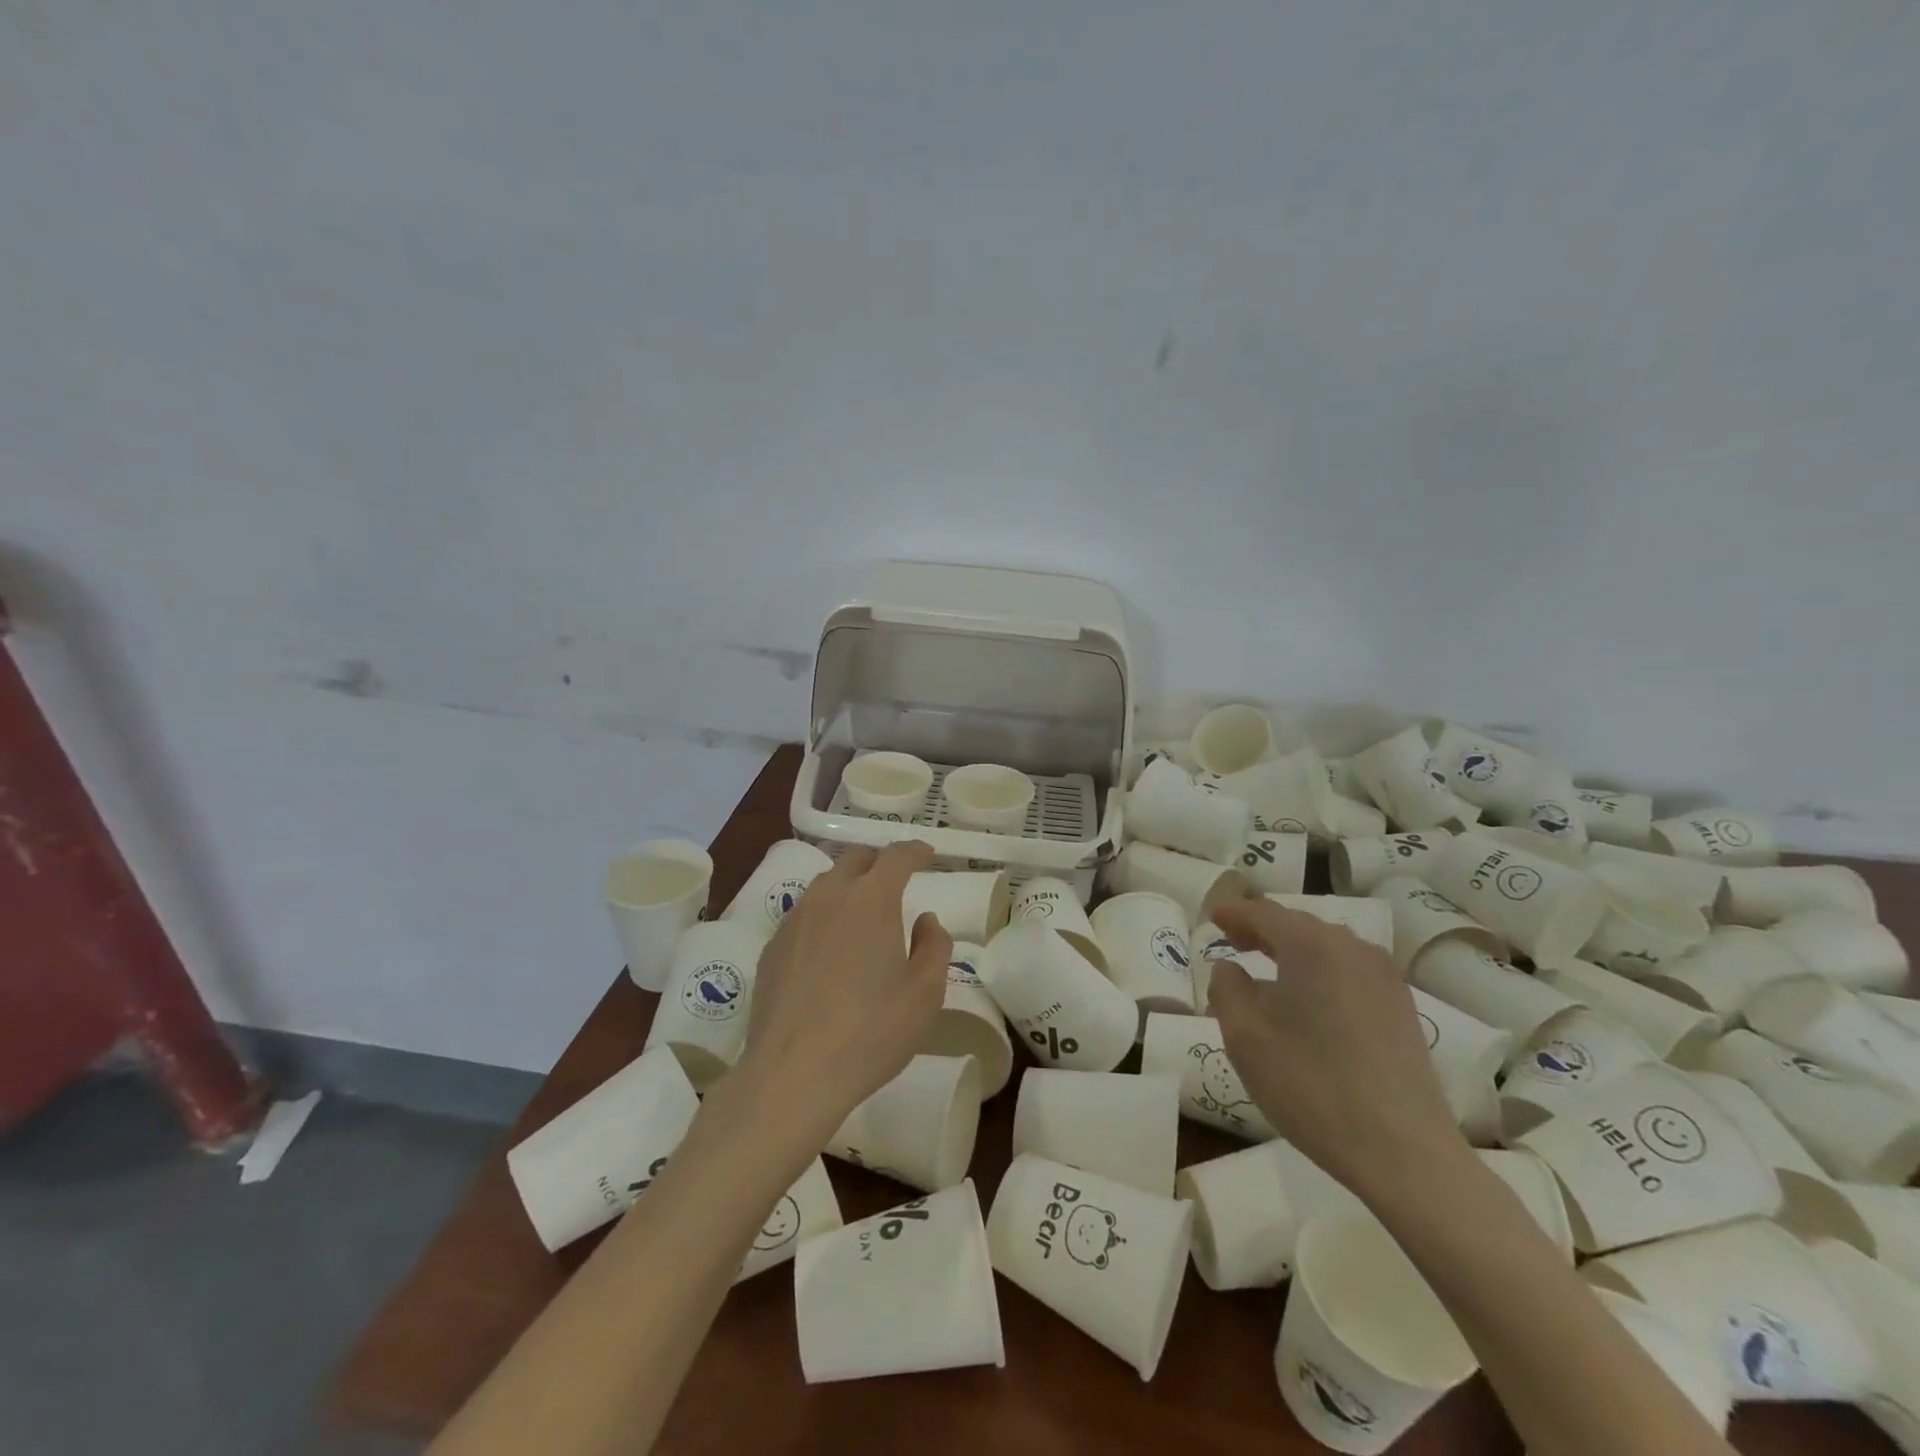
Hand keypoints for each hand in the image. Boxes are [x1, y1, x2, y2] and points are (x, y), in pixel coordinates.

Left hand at [735, 841, 951, 1142]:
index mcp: (872, 899)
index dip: (915, 851)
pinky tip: (829, 948)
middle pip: (855, 860)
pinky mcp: (772, 949)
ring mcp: (795, 921)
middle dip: (879, 862)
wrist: (792, 1074)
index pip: (896, 857)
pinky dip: (823, 916)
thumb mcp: (925, 993)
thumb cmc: (872, 1031)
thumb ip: (934, 946)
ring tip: (862, 911)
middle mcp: (830, 897)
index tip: (927, 854)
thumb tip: (925, 919)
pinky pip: (803, 915)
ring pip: (825, 885)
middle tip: (896, 880)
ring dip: (848, 886)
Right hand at [1207, 898, 1468, 1203]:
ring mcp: (1384, 977)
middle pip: (1297, 924)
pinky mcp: (1402, 1007)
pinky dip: (1320, 970)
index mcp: (1311, 945)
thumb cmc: (1310, 1085)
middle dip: (1262, 928)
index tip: (1212, 915)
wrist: (1403, 1152)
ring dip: (1293, 949)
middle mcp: (1352, 948)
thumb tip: (1231, 968)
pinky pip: (1349, 970)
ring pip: (1327, 947)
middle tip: (1233, 939)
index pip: (1262, 913)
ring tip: (1268, 967)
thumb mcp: (1243, 1035)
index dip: (1233, 911)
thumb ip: (1227, 988)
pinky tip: (1309, 998)